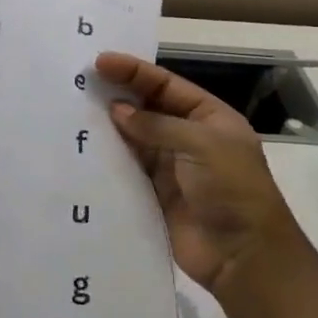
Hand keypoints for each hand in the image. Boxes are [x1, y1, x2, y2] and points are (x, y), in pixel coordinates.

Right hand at [97, 53, 304, 293]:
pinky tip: (84, 149)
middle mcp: (190, 138)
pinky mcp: (154, 195)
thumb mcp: (200, 146)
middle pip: (148, 109)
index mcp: (210, 119)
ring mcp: (171, 168)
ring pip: (134, 139)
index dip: (135, 72)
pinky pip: (127, 170)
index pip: (167, 86)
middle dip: (118, 95)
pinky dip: (108, 159)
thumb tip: (117, 110)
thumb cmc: (231, 190)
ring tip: (74, 112)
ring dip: (109, 127)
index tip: (101, 61)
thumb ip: (156, 125)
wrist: (243, 256)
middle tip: (80, 82)